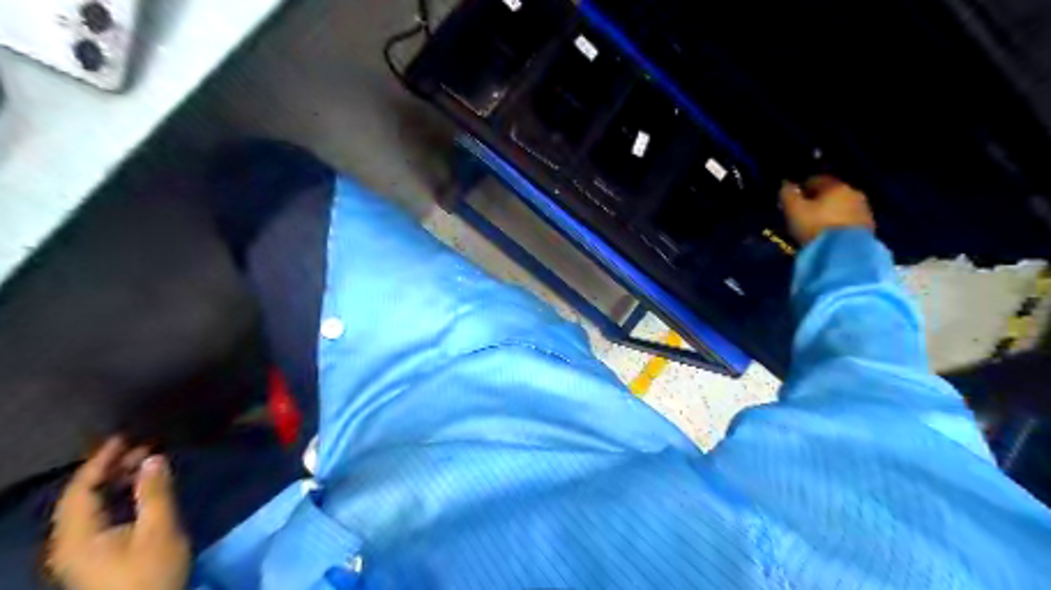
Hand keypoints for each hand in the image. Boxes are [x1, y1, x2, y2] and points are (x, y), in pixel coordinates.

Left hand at [49, 438, 190, 589]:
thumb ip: (154, 493)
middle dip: (110, 468)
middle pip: (80, 497)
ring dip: (114, 482)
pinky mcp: (91, 557)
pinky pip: (95, 517)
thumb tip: (153, 458)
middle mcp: (69, 541)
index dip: (101, 460)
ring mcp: (78, 551)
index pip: (80, 489)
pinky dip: (114, 498)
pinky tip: (137, 492)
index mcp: (77, 535)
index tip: (125, 437)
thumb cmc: (150, 573)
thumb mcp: (159, 530)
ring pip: (88, 507)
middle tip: (144, 447)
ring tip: (145, 464)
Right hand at [780, 177, 878, 245]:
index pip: (816, 180)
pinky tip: (829, 235)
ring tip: (817, 226)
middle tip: (804, 214)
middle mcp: (853, 193)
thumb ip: (788, 195)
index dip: (802, 189)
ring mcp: (864, 210)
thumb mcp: (793, 210)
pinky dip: (839, 224)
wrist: (844, 253)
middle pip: (831, 193)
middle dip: (818, 201)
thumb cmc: (815, 226)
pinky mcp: (869, 227)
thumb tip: (786, 184)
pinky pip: (849, 221)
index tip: (792, 200)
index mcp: (835, 186)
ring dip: (830, 213)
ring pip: (842, 207)